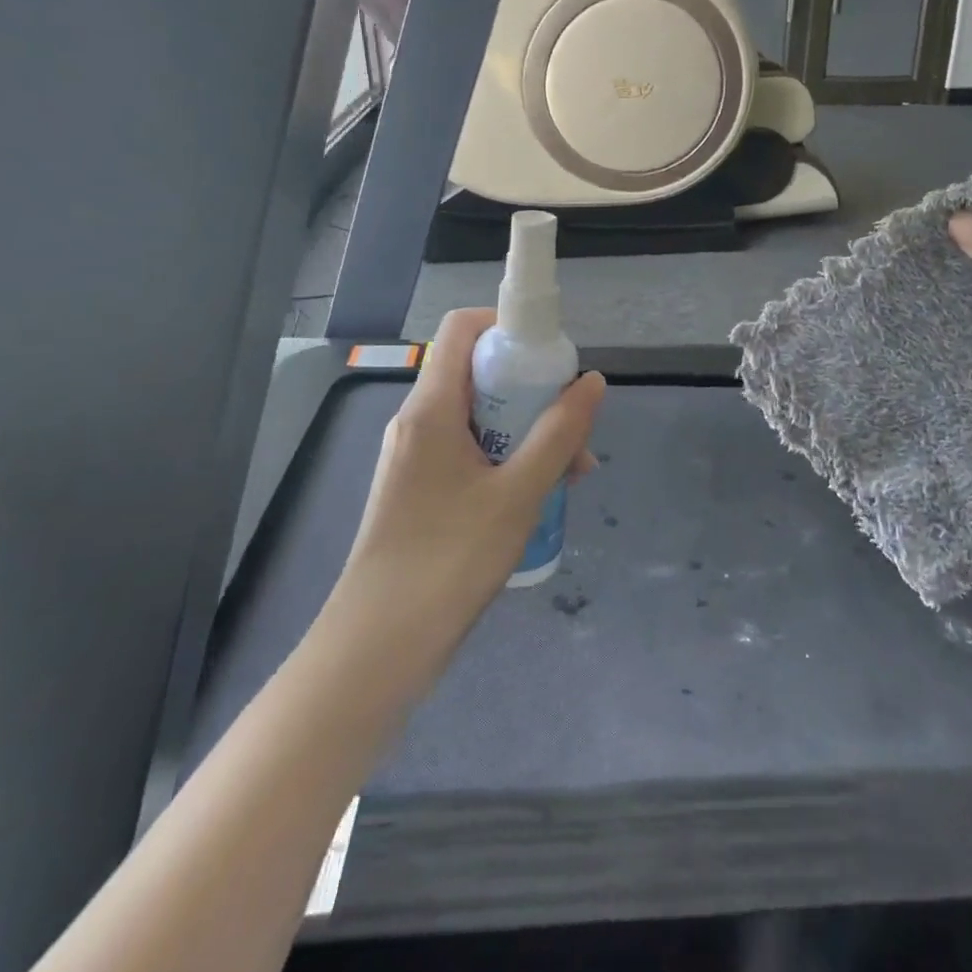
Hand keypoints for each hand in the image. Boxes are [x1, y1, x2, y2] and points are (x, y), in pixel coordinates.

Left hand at [341, 308, 605, 642]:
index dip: (508, 326)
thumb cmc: (449, 559)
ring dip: (526, 430)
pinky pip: (469, 451)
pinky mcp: (421, 489)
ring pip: (478, 417)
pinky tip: (539, 494)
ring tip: (571, 471)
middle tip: (573, 423)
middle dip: (531, 389)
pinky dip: (506, 457)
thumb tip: (592, 381)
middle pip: (477, 372)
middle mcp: (418, 421)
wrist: (379, 644)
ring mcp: (416, 457)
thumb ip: (559, 434)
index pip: (463, 328)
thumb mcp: (519, 493)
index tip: (552, 355)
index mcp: (432, 407)